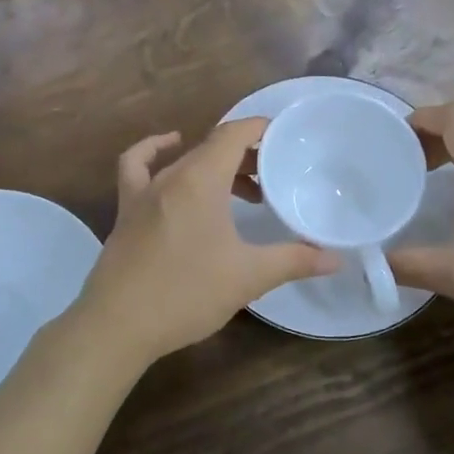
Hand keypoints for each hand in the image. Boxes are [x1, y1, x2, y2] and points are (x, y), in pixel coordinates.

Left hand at [75, 119, 339, 365]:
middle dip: (247, 155)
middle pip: (213, 148)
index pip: (234, 134)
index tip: (286, 137)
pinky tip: (169, 152)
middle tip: (275, 177)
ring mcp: (143, 191)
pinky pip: (138, 166)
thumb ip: (293, 261)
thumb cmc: (186, 293)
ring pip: (185, 160)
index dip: (260, 129)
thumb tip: (336, 259)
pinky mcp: (127, 210)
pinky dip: (155, 152)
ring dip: (215, 165)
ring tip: (243, 188)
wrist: (117, 325)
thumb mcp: (247, 277)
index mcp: (200, 180)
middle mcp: (170, 176)